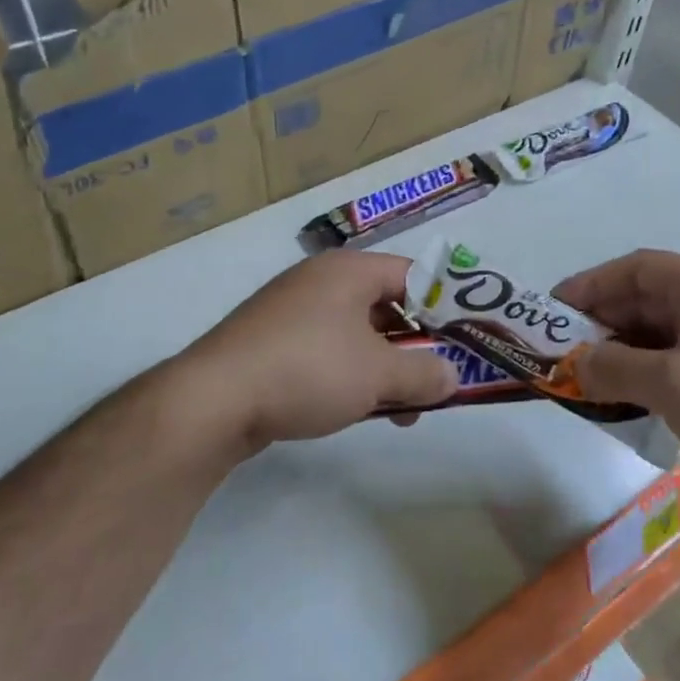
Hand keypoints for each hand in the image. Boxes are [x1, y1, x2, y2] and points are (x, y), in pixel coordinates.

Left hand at [178, 251, 458, 451]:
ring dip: (385, 367)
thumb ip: (424, 373)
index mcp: (348, 270)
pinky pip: (327, 350)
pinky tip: (358, 409)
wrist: (214, 400)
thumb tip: (451, 377)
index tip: (465, 341)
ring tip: (402, 410)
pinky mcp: (272, 343)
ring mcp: (291, 311)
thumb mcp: (378, 374)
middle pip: (386, 305)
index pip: (414, 274)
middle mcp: (320, 281)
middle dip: (415, 346)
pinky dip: (351, 374)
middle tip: (436, 380)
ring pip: (357, 333)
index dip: (445, 306)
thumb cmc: (308, 370)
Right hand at [554, 250, 679, 505]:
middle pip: (650, 297)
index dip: (591, 285)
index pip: (636, 268)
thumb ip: (614, 367)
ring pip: (665, 331)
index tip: (553, 311)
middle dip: (605, 322)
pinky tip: (631, 395)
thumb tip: (577, 365)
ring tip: (591, 376)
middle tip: (566, 350)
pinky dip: (652, 370)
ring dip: (626, 350)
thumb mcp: (670, 384)